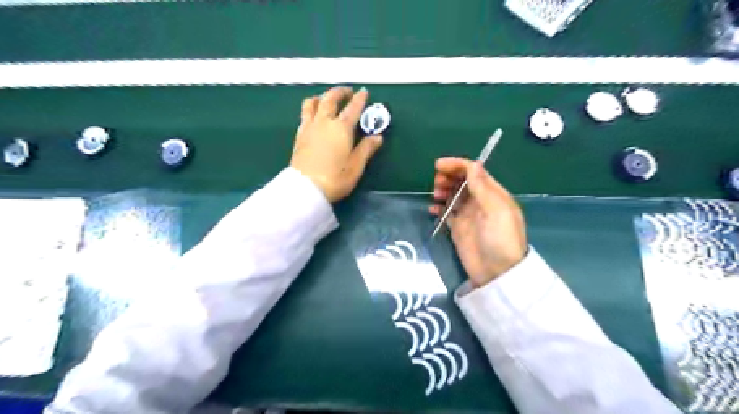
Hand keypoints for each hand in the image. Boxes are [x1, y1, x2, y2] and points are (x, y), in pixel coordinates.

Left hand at [290, 86, 383, 200]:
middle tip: (347, 92)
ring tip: (327, 99)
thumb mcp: (356, 167)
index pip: (353, 109)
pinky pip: (304, 114)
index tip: (364, 92)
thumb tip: (377, 137)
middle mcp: (324, 123)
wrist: (305, 189)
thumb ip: (366, 150)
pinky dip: (311, 108)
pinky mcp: (299, 135)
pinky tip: (314, 115)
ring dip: (321, 97)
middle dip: (340, 92)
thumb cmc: (334, 179)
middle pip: (330, 99)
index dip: (360, 99)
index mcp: (341, 129)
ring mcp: (309, 127)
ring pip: (312, 103)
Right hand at [431, 158, 528, 287]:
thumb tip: (472, 164)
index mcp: (493, 193)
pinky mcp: (458, 228)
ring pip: (453, 195)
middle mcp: (480, 201)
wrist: (497, 273)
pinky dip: (439, 208)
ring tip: (435, 195)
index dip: (457, 165)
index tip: (438, 166)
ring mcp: (468, 215)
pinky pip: (446, 212)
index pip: (474, 172)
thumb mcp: (495, 210)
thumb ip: (482, 187)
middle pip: (462, 182)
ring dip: (443, 190)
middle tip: (437, 183)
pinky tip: (432, 210)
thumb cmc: (500, 239)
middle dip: (448, 177)